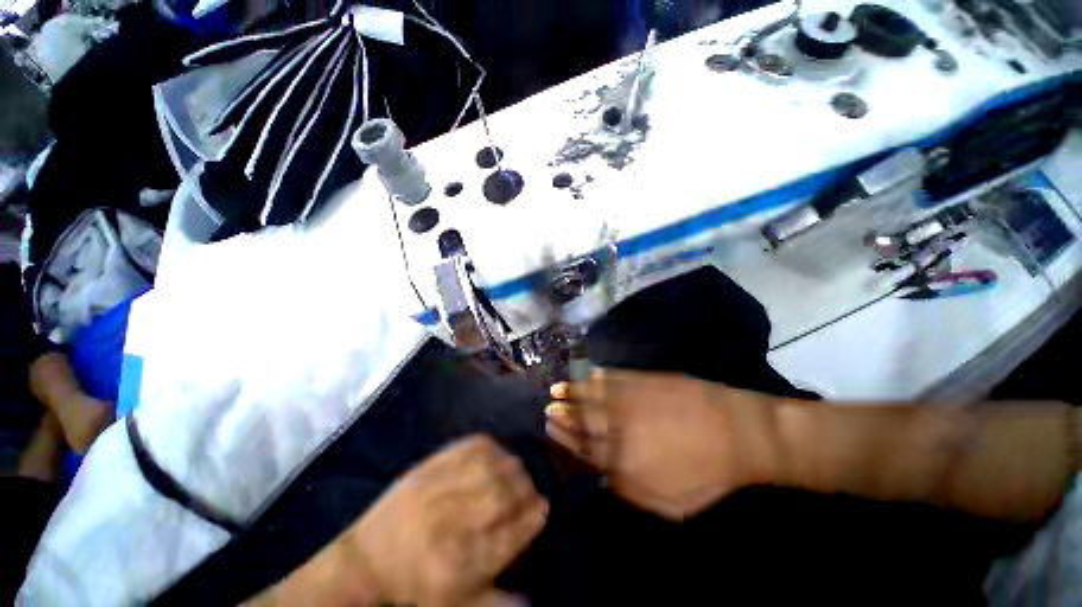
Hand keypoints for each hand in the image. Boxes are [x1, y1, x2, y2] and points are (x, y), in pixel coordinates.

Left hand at [343, 434, 547, 605]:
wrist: (367, 559)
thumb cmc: (415, 584)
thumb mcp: (455, 605)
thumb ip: (496, 602)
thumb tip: (532, 598)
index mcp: (456, 564)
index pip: (509, 535)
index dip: (532, 518)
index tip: (543, 509)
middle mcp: (448, 522)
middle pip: (501, 495)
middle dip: (525, 490)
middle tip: (531, 490)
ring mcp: (437, 488)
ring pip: (489, 467)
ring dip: (511, 467)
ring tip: (517, 472)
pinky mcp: (429, 465)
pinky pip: (469, 446)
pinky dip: (491, 447)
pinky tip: (497, 454)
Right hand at [546, 369, 779, 519]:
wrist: (738, 432)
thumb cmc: (708, 474)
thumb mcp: (671, 504)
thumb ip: (631, 492)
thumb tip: (603, 477)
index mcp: (624, 461)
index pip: (584, 448)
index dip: (566, 438)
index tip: (551, 428)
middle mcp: (620, 427)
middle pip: (583, 420)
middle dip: (563, 414)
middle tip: (548, 407)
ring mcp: (630, 399)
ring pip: (592, 395)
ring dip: (573, 391)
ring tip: (556, 388)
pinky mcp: (642, 380)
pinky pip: (612, 377)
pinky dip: (596, 375)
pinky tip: (587, 373)